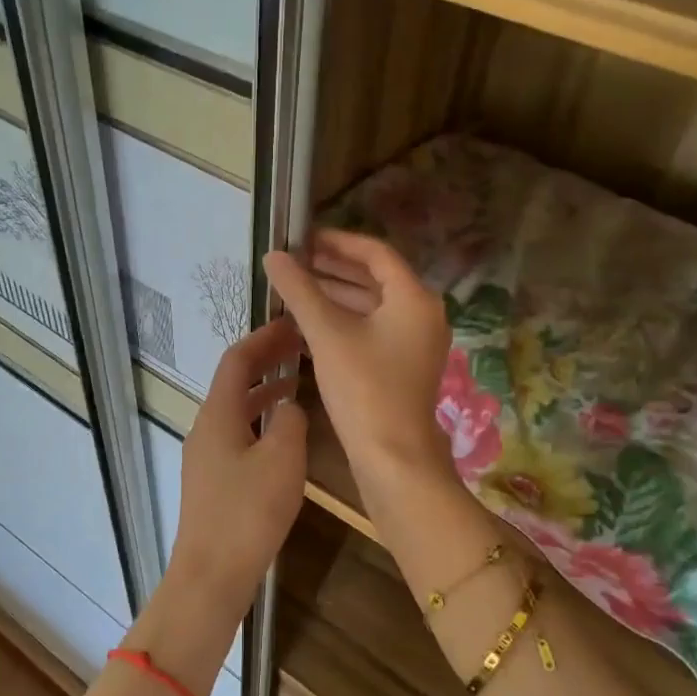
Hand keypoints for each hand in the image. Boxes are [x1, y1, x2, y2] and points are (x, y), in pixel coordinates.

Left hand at [169, 315, 308, 610]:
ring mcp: (206, 456)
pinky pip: (238, 434)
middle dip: (266, 361)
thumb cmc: (248, 512)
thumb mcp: (282, 459)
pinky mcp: (213, 481)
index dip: (264, 338)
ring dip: (265, 392)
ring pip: (237, 410)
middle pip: (234, 382)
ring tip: (299, 383)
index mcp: (217, 414)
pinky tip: (284, 434)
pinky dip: (261, 421)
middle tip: (301, 348)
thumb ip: (290, 420)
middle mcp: (206, 428)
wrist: (211, 574)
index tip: (294, 324)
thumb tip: (288, 405)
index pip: (237, 360)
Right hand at [263, 230, 453, 492]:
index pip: (375, 253)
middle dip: (334, 269)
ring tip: (296, 290)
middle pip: (376, 278)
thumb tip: (273, 255)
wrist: (392, 456)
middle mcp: (423, 314)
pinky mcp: (404, 366)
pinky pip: (374, 330)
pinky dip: (346, 321)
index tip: (303, 239)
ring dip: (337, 296)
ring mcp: (416, 342)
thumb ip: (300, 290)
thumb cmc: (363, 388)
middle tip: (294, 263)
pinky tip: (312, 324)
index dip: (337, 242)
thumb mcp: (326, 334)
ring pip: (374, 306)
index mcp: (414, 297)